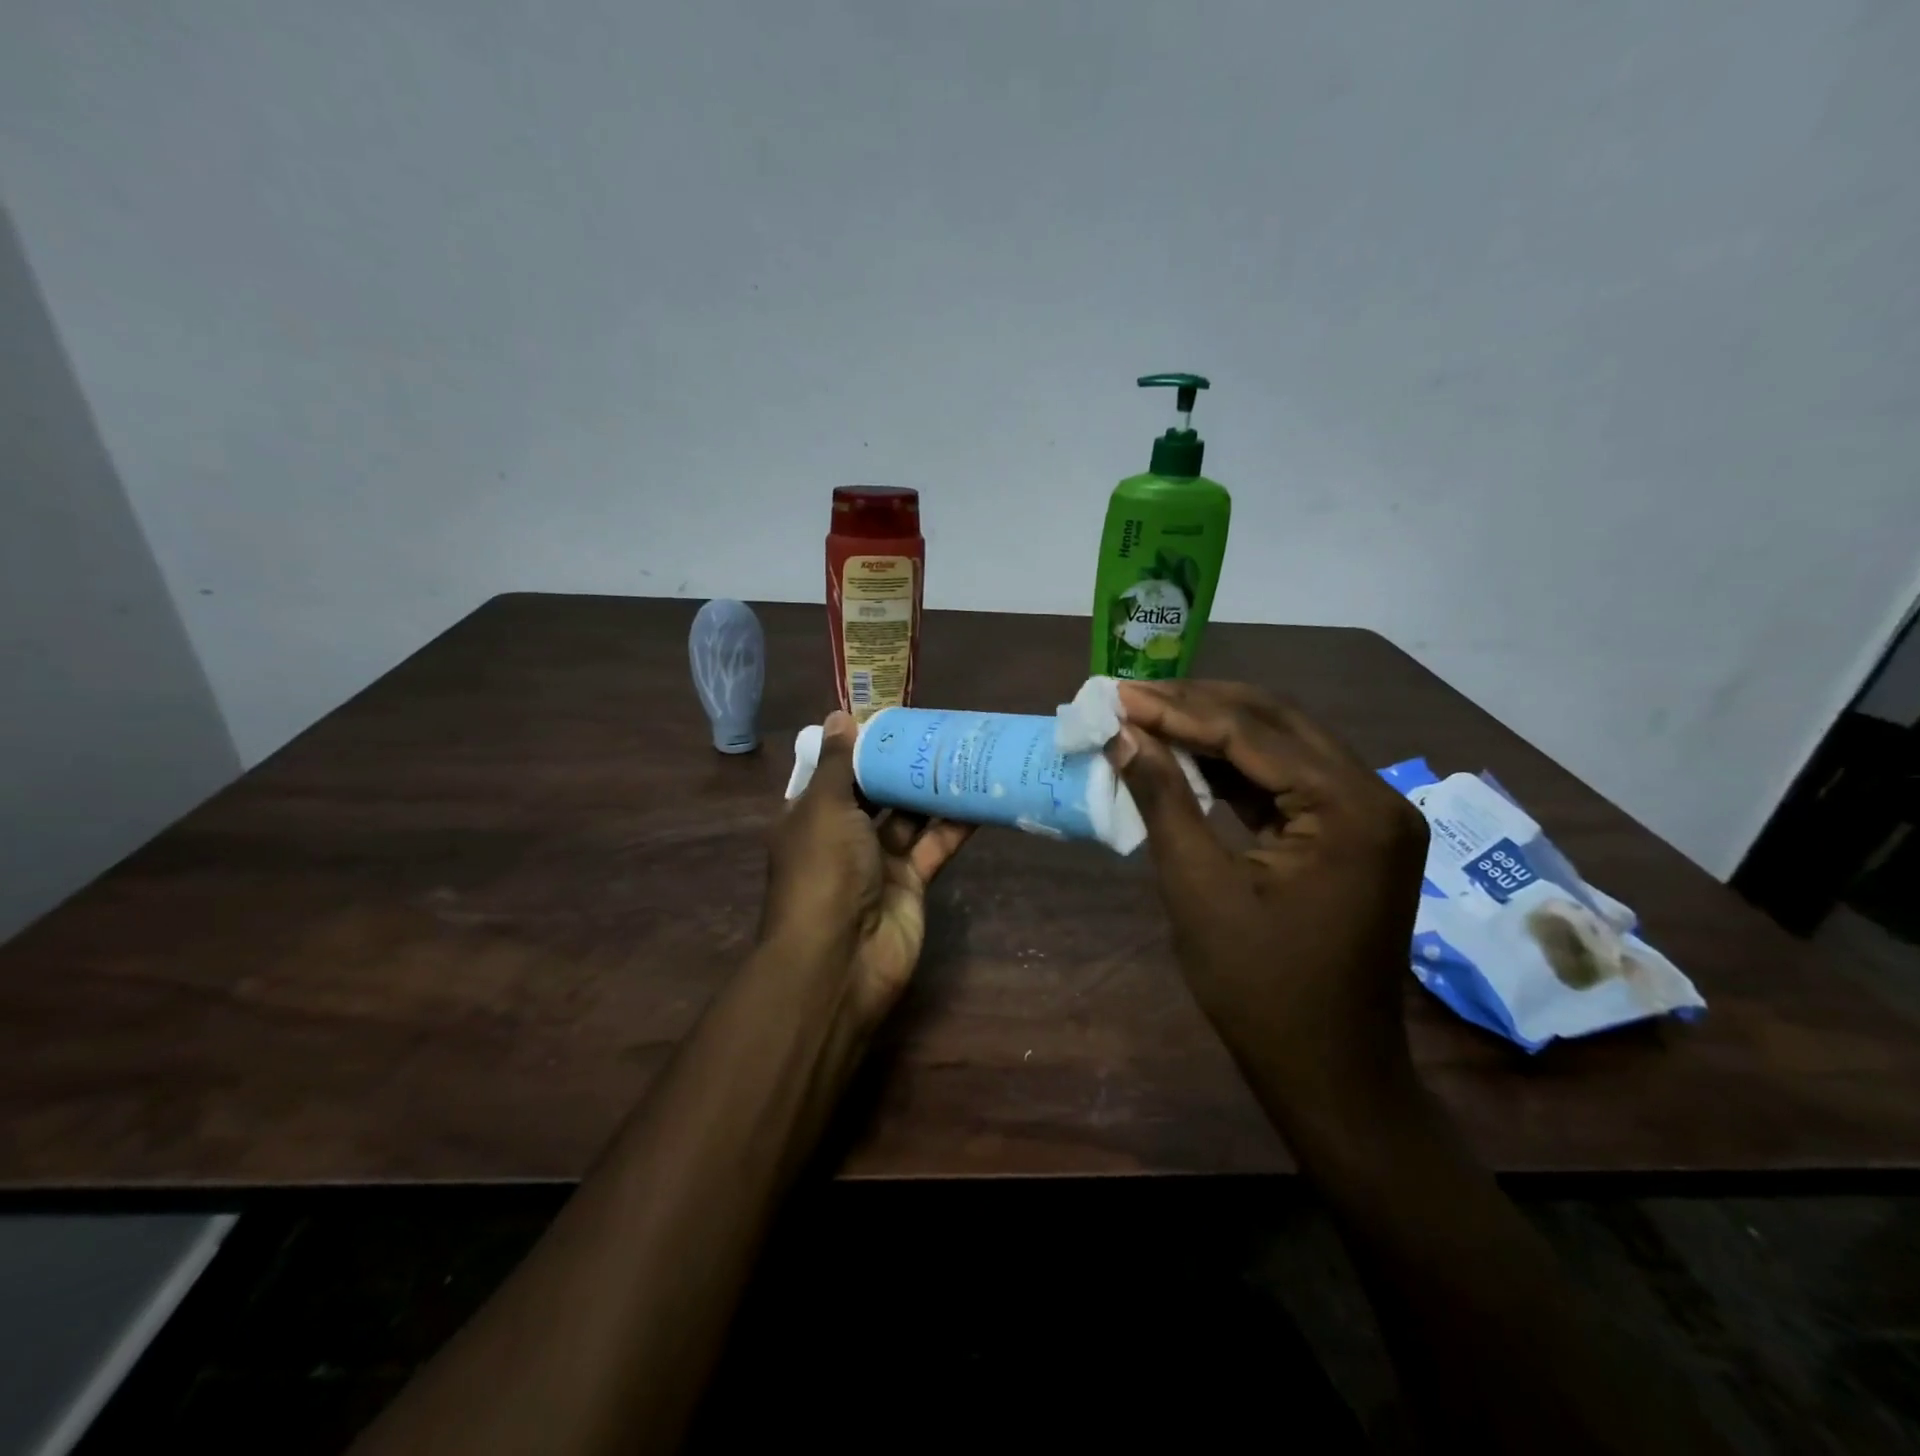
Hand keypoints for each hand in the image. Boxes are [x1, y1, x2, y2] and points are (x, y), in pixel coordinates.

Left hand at [761, 711, 970, 1029]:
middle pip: (877, 792)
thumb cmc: (823, 872)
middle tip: (939, 729)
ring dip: (932, 790)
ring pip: (909, 817)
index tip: (894, 717)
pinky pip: (934, 846)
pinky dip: (954, 824)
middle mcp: (843, 836)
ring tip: (964, 752)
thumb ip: (839, 763)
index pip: (837, 772)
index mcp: (811, 816)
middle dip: (903, 765)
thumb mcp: (824, 807)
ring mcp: (878, 862)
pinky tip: (978, 795)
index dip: (862, 746)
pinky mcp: (911, 884)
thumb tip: (840, 716)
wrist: (841, 959)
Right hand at [1109, 680, 1430, 1126]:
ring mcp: (1368, 816)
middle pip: (1277, 724)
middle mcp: (1374, 797)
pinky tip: (1187, 758)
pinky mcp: (1351, 835)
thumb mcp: (1198, 888)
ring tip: (1151, 717)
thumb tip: (1124, 735)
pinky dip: (1236, 768)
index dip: (1178, 710)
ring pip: (1283, 746)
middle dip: (1199, 705)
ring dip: (1216, 731)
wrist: (1327, 1069)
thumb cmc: (1259, 987)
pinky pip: (1289, 782)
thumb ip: (1163, 800)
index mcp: (1350, 809)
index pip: (1253, 734)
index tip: (1118, 695)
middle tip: (1133, 698)